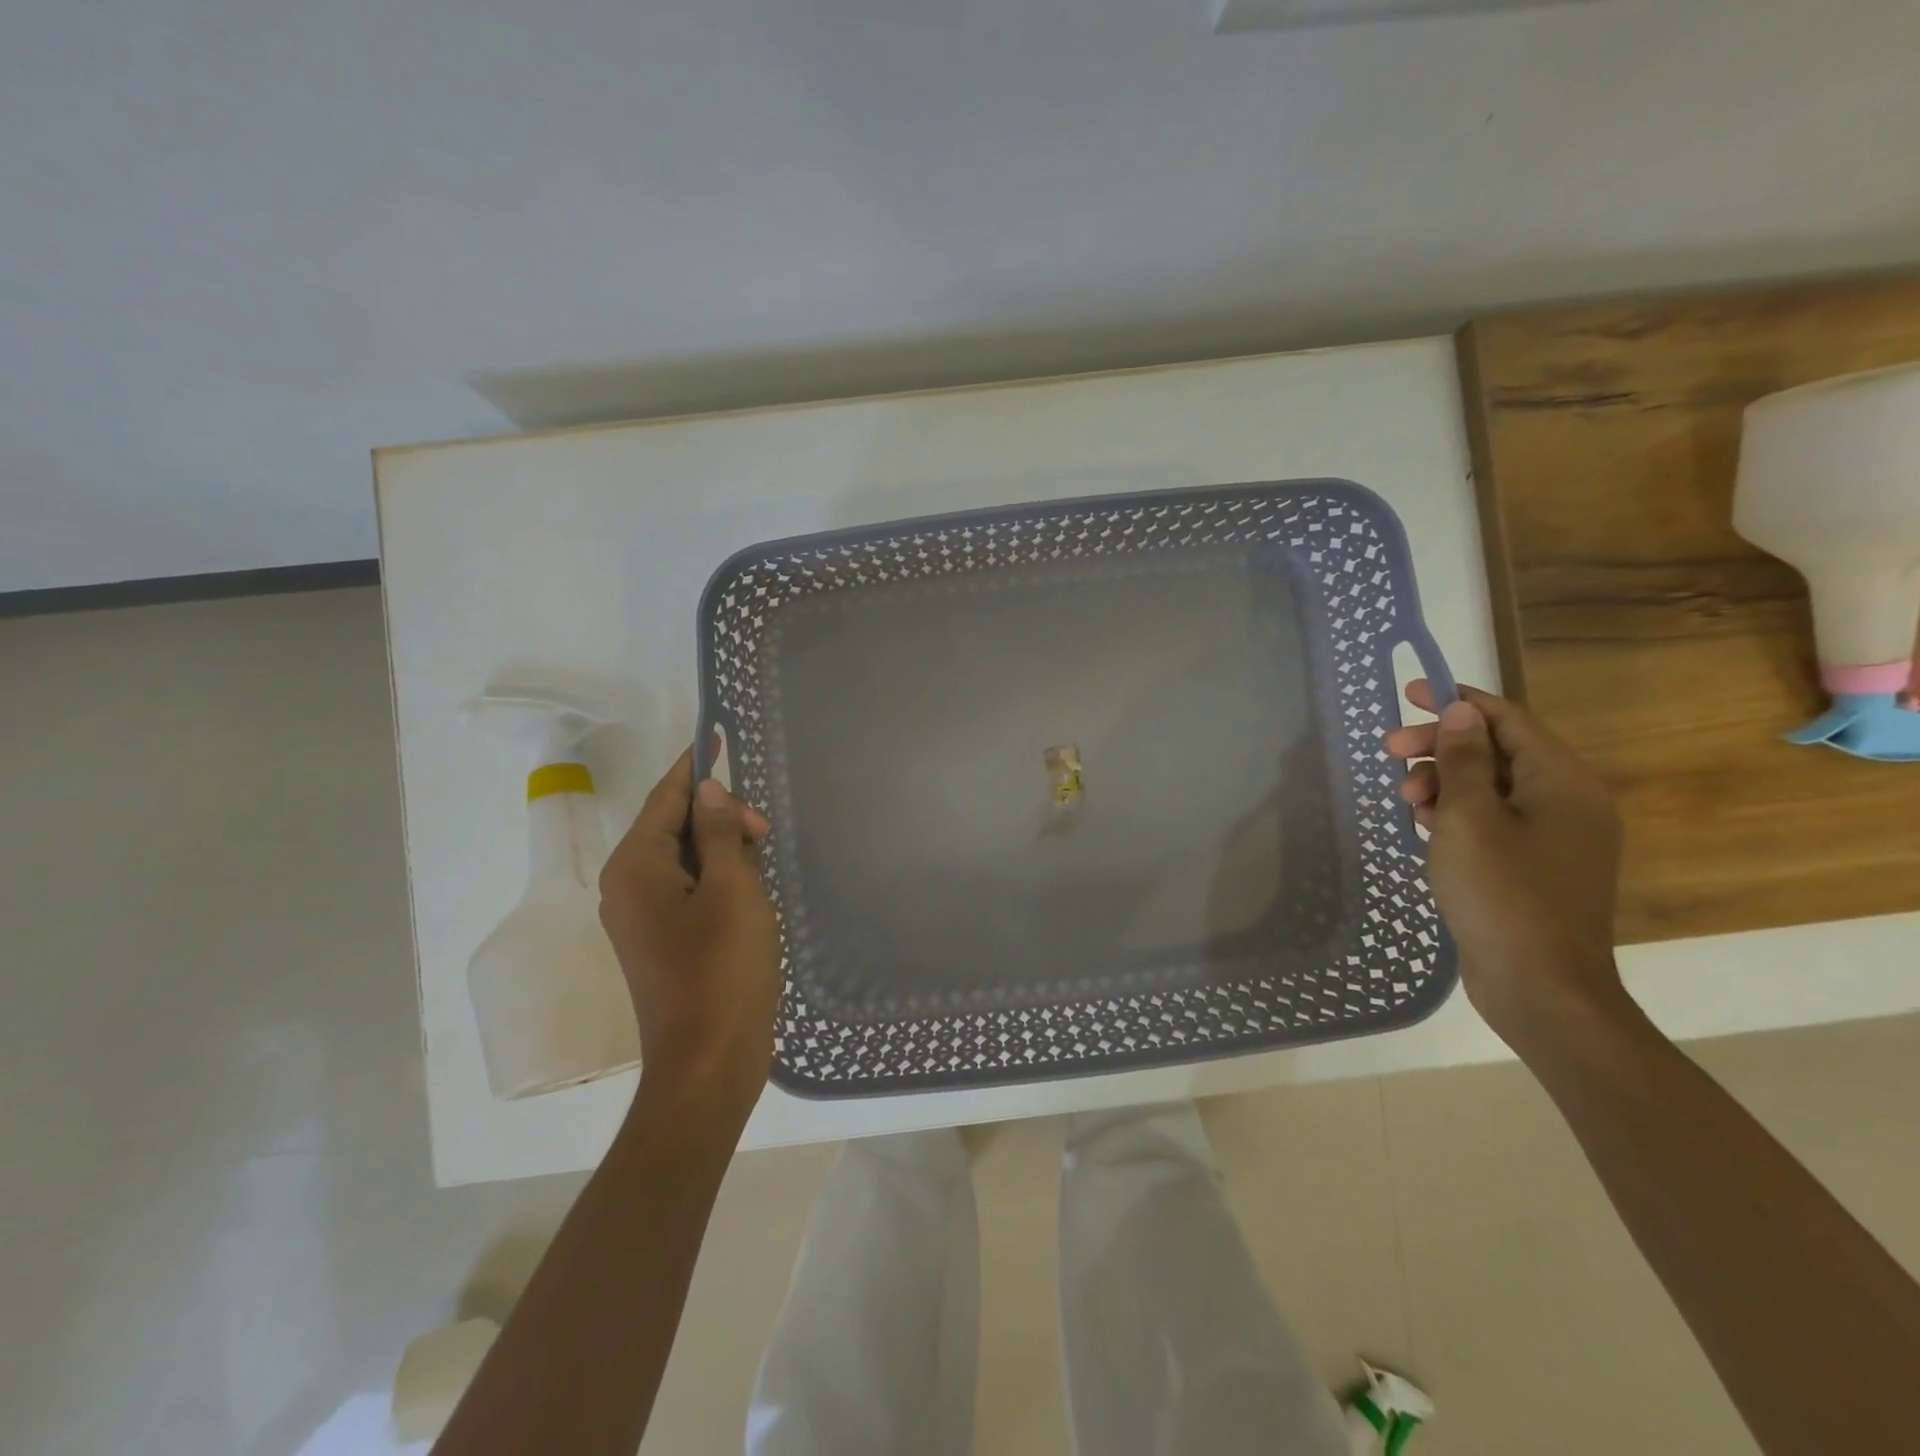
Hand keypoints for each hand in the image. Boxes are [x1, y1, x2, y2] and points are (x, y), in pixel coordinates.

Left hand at [598, 742, 780, 1128]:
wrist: (709, 1064)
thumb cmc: (722, 970)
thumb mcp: (731, 889)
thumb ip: (717, 833)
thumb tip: (707, 791)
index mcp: (635, 867)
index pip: (666, 798)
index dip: (695, 765)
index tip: (717, 733)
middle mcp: (628, 887)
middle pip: (675, 826)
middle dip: (720, 816)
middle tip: (766, 831)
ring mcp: (644, 919)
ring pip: (687, 859)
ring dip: (724, 848)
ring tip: (764, 857)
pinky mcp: (665, 942)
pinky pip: (692, 889)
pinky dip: (721, 877)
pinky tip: (753, 886)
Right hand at [1385, 680, 1628, 1046]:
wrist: (1540, 987)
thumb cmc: (1501, 894)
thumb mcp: (1468, 819)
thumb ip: (1462, 760)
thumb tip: (1462, 710)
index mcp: (1562, 781)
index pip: (1506, 719)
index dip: (1456, 701)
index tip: (1408, 694)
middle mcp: (1567, 801)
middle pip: (1495, 751)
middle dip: (1439, 746)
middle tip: (1389, 753)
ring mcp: (1554, 837)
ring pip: (1490, 787)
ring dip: (1443, 783)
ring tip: (1404, 801)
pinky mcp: (1535, 866)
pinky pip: (1493, 820)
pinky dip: (1456, 813)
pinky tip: (1423, 825)